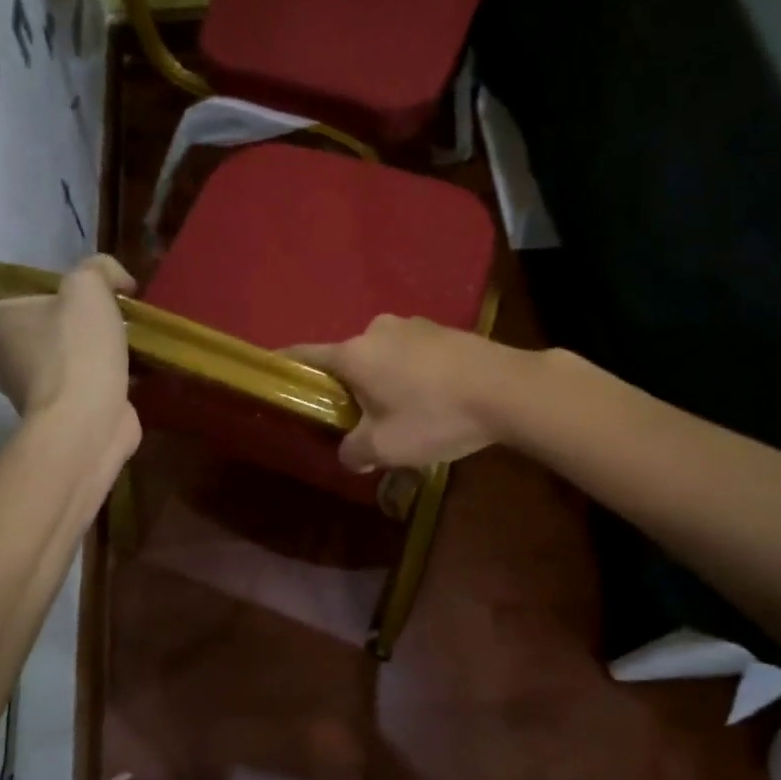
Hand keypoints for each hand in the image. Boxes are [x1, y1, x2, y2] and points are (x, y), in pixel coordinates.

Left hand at [0, 255, 140, 459]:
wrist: (87, 421)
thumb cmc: (74, 349)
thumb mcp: (87, 290)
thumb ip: (99, 271)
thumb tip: (118, 281)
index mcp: (0, 325)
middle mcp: (7, 360)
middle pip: (11, 337)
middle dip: (34, 326)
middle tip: (69, 312)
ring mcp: (34, 393)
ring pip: (47, 364)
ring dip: (70, 353)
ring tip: (108, 339)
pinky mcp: (65, 415)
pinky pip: (78, 388)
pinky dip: (94, 378)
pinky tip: (124, 369)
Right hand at [287, 315, 518, 472]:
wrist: (507, 389)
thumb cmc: (434, 416)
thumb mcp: (386, 447)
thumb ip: (356, 451)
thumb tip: (350, 453)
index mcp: (354, 354)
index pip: (305, 355)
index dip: (286, 366)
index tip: (273, 373)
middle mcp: (378, 330)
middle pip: (349, 360)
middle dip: (350, 388)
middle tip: (361, 420)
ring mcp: (414, 326)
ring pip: (384, 357)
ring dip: (385, 381)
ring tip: (406, 414)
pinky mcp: (445, 330)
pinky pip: (414, 354)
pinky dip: (413, 374)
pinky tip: (434, 400)